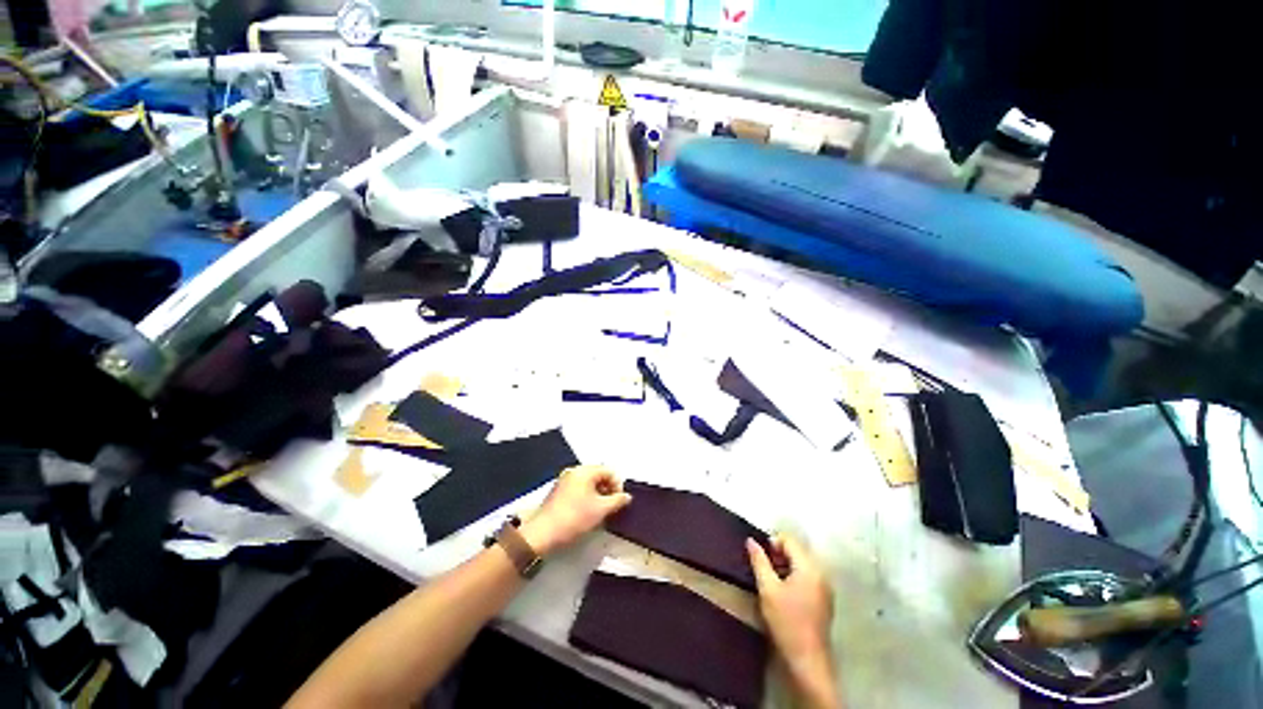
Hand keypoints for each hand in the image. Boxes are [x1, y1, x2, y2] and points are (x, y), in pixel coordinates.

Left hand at [520, 465, 631, 555]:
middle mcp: (574, 471)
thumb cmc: (574, 518)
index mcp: (585, 471)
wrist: (543, 534)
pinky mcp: (558, 491)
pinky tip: (586, 512)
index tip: (618, 503)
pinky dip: (586, 497)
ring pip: (588, 483)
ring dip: (597, 494)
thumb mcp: (601, 510)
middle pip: (598, 475)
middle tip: (610, 507)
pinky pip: (578, 488)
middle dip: (607, 489)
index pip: (609, 471)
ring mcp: (564, 480)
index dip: (617, 486)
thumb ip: (617, 501)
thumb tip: (627, 496)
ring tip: (599, 511)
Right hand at [748, 534, 839, 708]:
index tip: (760, 555)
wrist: (807, 658)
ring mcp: (825, 586)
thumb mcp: (767, 588)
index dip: (772, 542)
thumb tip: (751, 540)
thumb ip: (759, 561)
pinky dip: (794, 575)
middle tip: (764, 567)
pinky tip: (783, 591)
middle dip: (779, 553)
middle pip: (797, 550)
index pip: (790, 540)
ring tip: (771, 579)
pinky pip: (808, 575)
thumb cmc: (786, 621)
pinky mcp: (824, 598)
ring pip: (802, 563)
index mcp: (809, 567)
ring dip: (786, 565)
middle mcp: (821, 572)